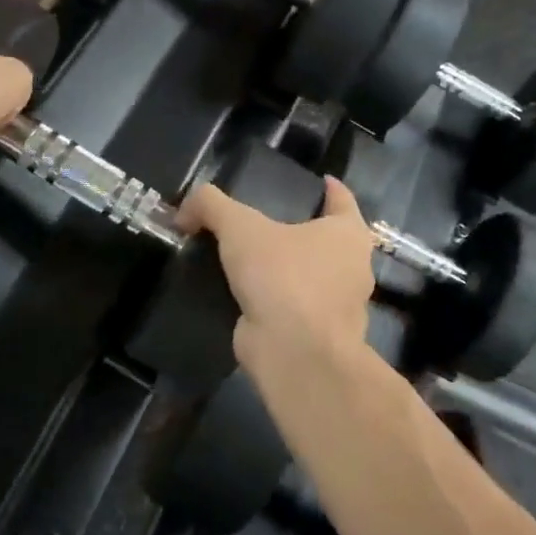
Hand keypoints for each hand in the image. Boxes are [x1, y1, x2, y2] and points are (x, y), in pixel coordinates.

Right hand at [177, 176, 373, 369]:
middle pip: (328, 240)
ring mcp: (336, 307)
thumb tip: (184, 210)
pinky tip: (245, 295)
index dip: (330, 188)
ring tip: (250, 258)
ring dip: (287, 269)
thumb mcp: (240, 227)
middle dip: (304, 231)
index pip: (343, 200)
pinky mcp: (316, 336)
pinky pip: (293, 308)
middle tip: (267, 220)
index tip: (319, 180)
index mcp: (348, 235)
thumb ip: (211, 206)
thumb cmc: (283, 277)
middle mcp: (351, 269)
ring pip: (311, 277)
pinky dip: (275, 301)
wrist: (294, 354)